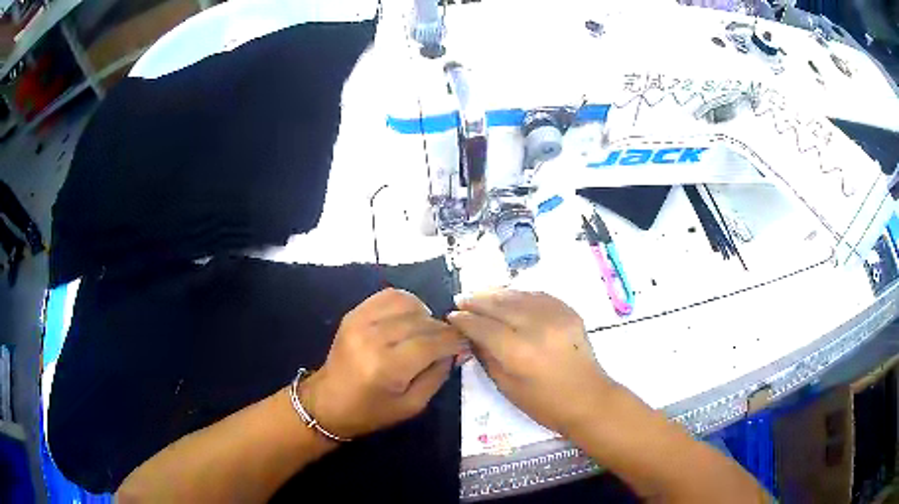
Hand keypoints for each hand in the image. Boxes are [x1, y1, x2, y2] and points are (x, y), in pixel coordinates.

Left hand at [299, 288, 464, 438]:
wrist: (328, 402)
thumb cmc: (372, 411)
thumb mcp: (413, 405)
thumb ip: (438, 375)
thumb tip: (456, 350)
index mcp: (387, 368)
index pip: (432, 343)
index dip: (455, 341)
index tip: (466, 343)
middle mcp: (373, 339)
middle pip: (422, 322)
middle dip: (442, 330)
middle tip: (450, 341)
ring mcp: (360, 322)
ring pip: (407, 303)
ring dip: (425, 315)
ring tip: (427, 330)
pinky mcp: (353, 314)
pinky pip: (388, 296)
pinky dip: (406, 303)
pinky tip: (409, 318)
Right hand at [448, 290, 611, 434]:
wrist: (588, 398)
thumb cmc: (544, 403)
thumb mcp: (507, 386)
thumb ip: (486, 357)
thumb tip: (471, 336)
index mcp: (518, 352)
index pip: (483, 327)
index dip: (465, 320)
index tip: (451, 316)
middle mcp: (536, 327)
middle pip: (498, 306)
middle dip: (476, 301)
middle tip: (460, 299)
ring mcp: (555, 316)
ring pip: (518, 296)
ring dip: (495, 293)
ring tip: (479, 294)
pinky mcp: (568, 311)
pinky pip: (538, 295)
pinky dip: (520, 294)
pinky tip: (509, 297)